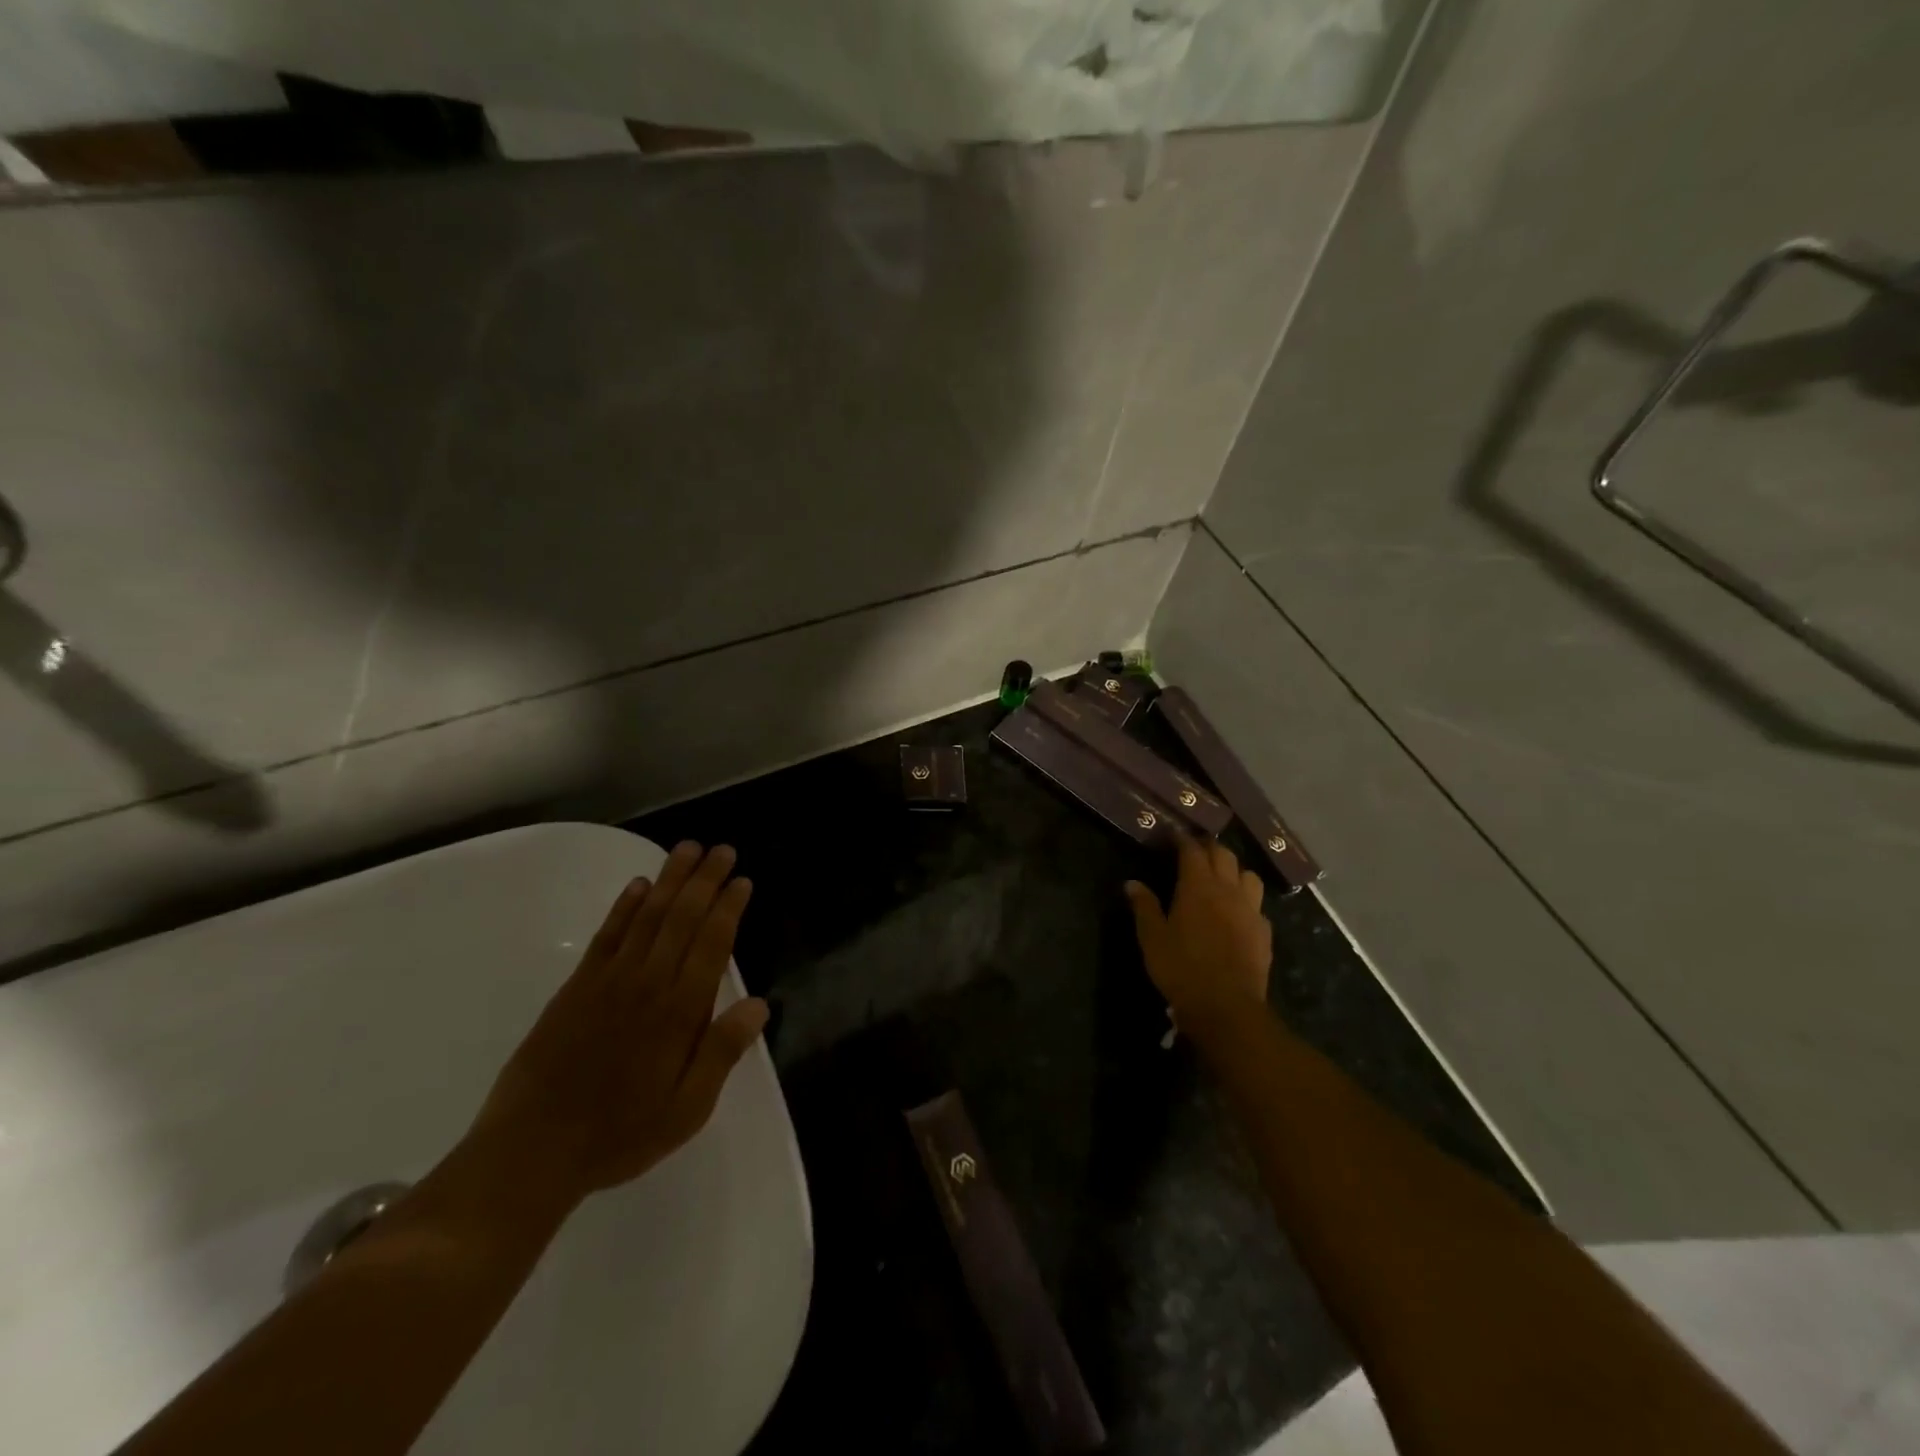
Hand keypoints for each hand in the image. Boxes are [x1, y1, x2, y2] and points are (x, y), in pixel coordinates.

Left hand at [469, 842, 769, 1203]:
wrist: (530, 1152)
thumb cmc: (619, 1134)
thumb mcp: (686, 1110)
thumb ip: (722, 1052)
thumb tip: (760, 1005)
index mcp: (679, 1012)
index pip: (712, 943)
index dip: (729, 908)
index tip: (742, 880)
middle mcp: (647, 983)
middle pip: (682, 918)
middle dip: (705, 880)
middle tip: (723, 850)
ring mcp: (608, 980)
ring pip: (647, 916)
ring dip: (670, 880)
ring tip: (688, 849)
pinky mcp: (576, 987)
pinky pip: (607, 935)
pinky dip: (625, 906)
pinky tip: (638, 885)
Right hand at [1125, 836, 1272, 1034]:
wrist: (1226, 1007)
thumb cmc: (1181, 968)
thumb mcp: (1152, 937)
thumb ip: (1144, 906)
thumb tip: (1132, 883)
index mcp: (1198, 886)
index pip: (1192, 850)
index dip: (1182, 839)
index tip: (1173, 833)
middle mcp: (1228, 890)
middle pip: (1224, 855)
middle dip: (1209, 847)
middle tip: (1196, 849)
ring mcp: (1251, 910)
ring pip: (1249, 875)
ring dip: (1235, 869)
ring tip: (1223, 876)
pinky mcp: (1264, 932)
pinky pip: (1258, 905)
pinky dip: (1247, 900)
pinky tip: (1238, 912)